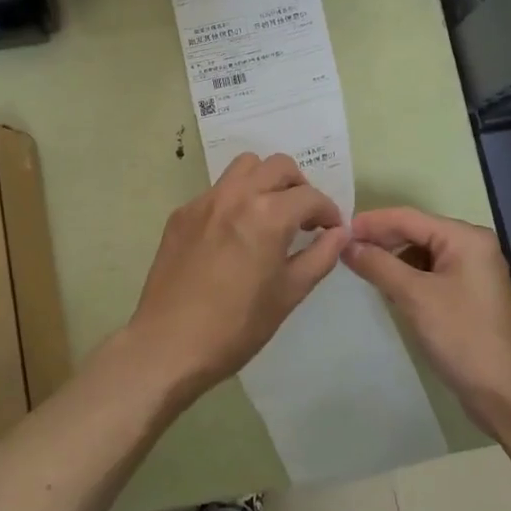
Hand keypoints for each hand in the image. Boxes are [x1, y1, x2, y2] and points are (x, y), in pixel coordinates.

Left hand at [125, 153, 345, 399]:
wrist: (169, 344)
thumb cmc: (237, 326)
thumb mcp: (289, 294)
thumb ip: (320, 256)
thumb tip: (340, 233)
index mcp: (267, 215)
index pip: (310, 197)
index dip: (328, 212)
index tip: (331, 230)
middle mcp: (236, 196)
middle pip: (278, 166)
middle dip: (298, 187)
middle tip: (303, 218)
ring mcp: (204, 201)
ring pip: (244, 167)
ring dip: (265, 181)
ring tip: (269, 215)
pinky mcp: (181, 214)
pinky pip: (216, 191)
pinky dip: (234, 200)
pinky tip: (233, 235)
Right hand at [343, 207, 510, 437]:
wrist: (509, 396)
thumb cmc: (463, 337)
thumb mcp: (415, 297)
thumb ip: (379, 265)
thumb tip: (346, 245)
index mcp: (465, 238)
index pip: (408, 217)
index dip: (371, 222)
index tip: (336, 230)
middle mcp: (472, 247)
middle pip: (416, 232)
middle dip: (381, 240)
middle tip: (343, 251)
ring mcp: (472, 273)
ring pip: (421, 255)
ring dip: (392, 260)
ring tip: (360, 269)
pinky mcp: (468, 297)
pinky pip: (430, 275)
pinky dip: (407, 278)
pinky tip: (387, 289)